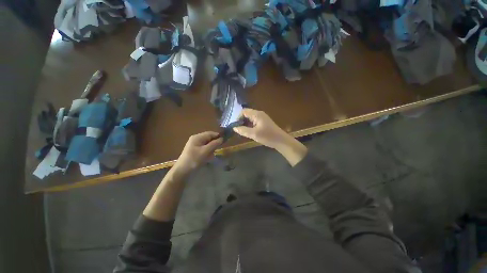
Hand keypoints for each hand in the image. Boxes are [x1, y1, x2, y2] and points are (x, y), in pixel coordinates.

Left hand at [173, 132, 222, 175]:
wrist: (182, 171)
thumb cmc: (194, 159)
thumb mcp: (205, 151)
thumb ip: (214, 144)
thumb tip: (222, 138)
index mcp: (197, 137)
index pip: (210, 133)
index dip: (218, 136)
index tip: (225, 141)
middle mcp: (196, 139)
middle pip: (209, 138)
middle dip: (214, 144)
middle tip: (216, 150)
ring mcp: (195, 145)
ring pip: (208, 144)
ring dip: (211, 149)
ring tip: (211, 156)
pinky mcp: (195, 150)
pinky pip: (205, 149)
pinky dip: (208, 152)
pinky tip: (207, 158)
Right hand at [233, 109, 306, 165]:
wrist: (281, 141)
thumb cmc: (268, 136)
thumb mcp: (254, 134)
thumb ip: (243, 130)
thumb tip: (234, 128)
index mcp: (257, 114)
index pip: (243, 111)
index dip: (237, 117)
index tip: (234, 125)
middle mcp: (259, 114)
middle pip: (246, 114)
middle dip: (240, 121)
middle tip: (236, 129)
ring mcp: (262, 118)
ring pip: (250, 119)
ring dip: (245, 124)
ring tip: (241, 131)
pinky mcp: (263, 123)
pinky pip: (254, 122)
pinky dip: (249, 126)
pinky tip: (248, 132)